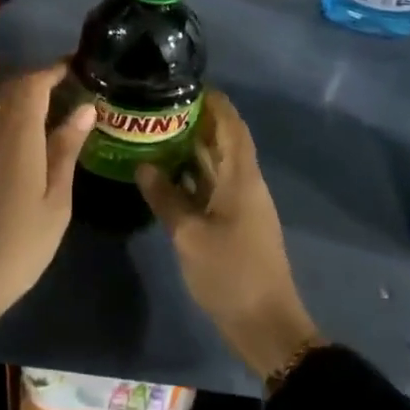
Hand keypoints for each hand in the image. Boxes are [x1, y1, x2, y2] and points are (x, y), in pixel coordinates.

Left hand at [0, 63, 95, 332]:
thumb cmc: (19, 244)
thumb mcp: (55, 200)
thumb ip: (67, 149)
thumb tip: (85, 108)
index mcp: (16, 135)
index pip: (32, 83)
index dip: (53, 69)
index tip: (78, 66)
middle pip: (15, 91)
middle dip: (43, 82)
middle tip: (75, 89)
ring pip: (3, 109)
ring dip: (29, 103)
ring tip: (62, 114)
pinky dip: (17, 123)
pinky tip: (36, 142)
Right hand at [138, 90, 318, 380]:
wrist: (266, 326)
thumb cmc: (231, 274)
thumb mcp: (190, 235)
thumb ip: (165, 197)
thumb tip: (143, 165)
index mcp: (241, 177)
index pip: (232, 124)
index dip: (214, 101)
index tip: (185, 83)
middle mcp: (245, 183)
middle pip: (224, 140)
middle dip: (196, 120)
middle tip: (158, 106)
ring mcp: (242, 204)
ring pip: (217, 164)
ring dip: (192, 148)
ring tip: (156, 131)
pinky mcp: (236, 223)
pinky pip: (213, 186)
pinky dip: (193, 175)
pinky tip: (165, 174)